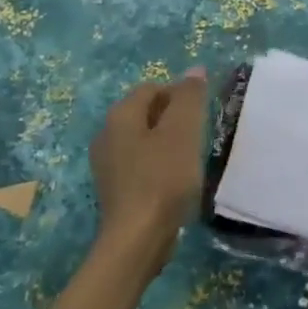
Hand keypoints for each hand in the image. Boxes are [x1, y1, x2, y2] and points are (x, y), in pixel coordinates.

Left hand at [90, 69, 208, 277]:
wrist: (137, 238)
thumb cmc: (162, 178)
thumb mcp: (183, 131)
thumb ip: (189, 97)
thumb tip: (195, 70)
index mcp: (120, 115)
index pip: (153, 88)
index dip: (180, 95)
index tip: (201, 116)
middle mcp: (106, 134)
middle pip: (146, 112)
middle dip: (173, 119)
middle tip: (198, 136)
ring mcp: (106, 163)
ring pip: (143, 139)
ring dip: (167, 143)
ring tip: (190, 160)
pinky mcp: (114, 188)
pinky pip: (139, 164)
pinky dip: (158, 165)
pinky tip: (174, 181)